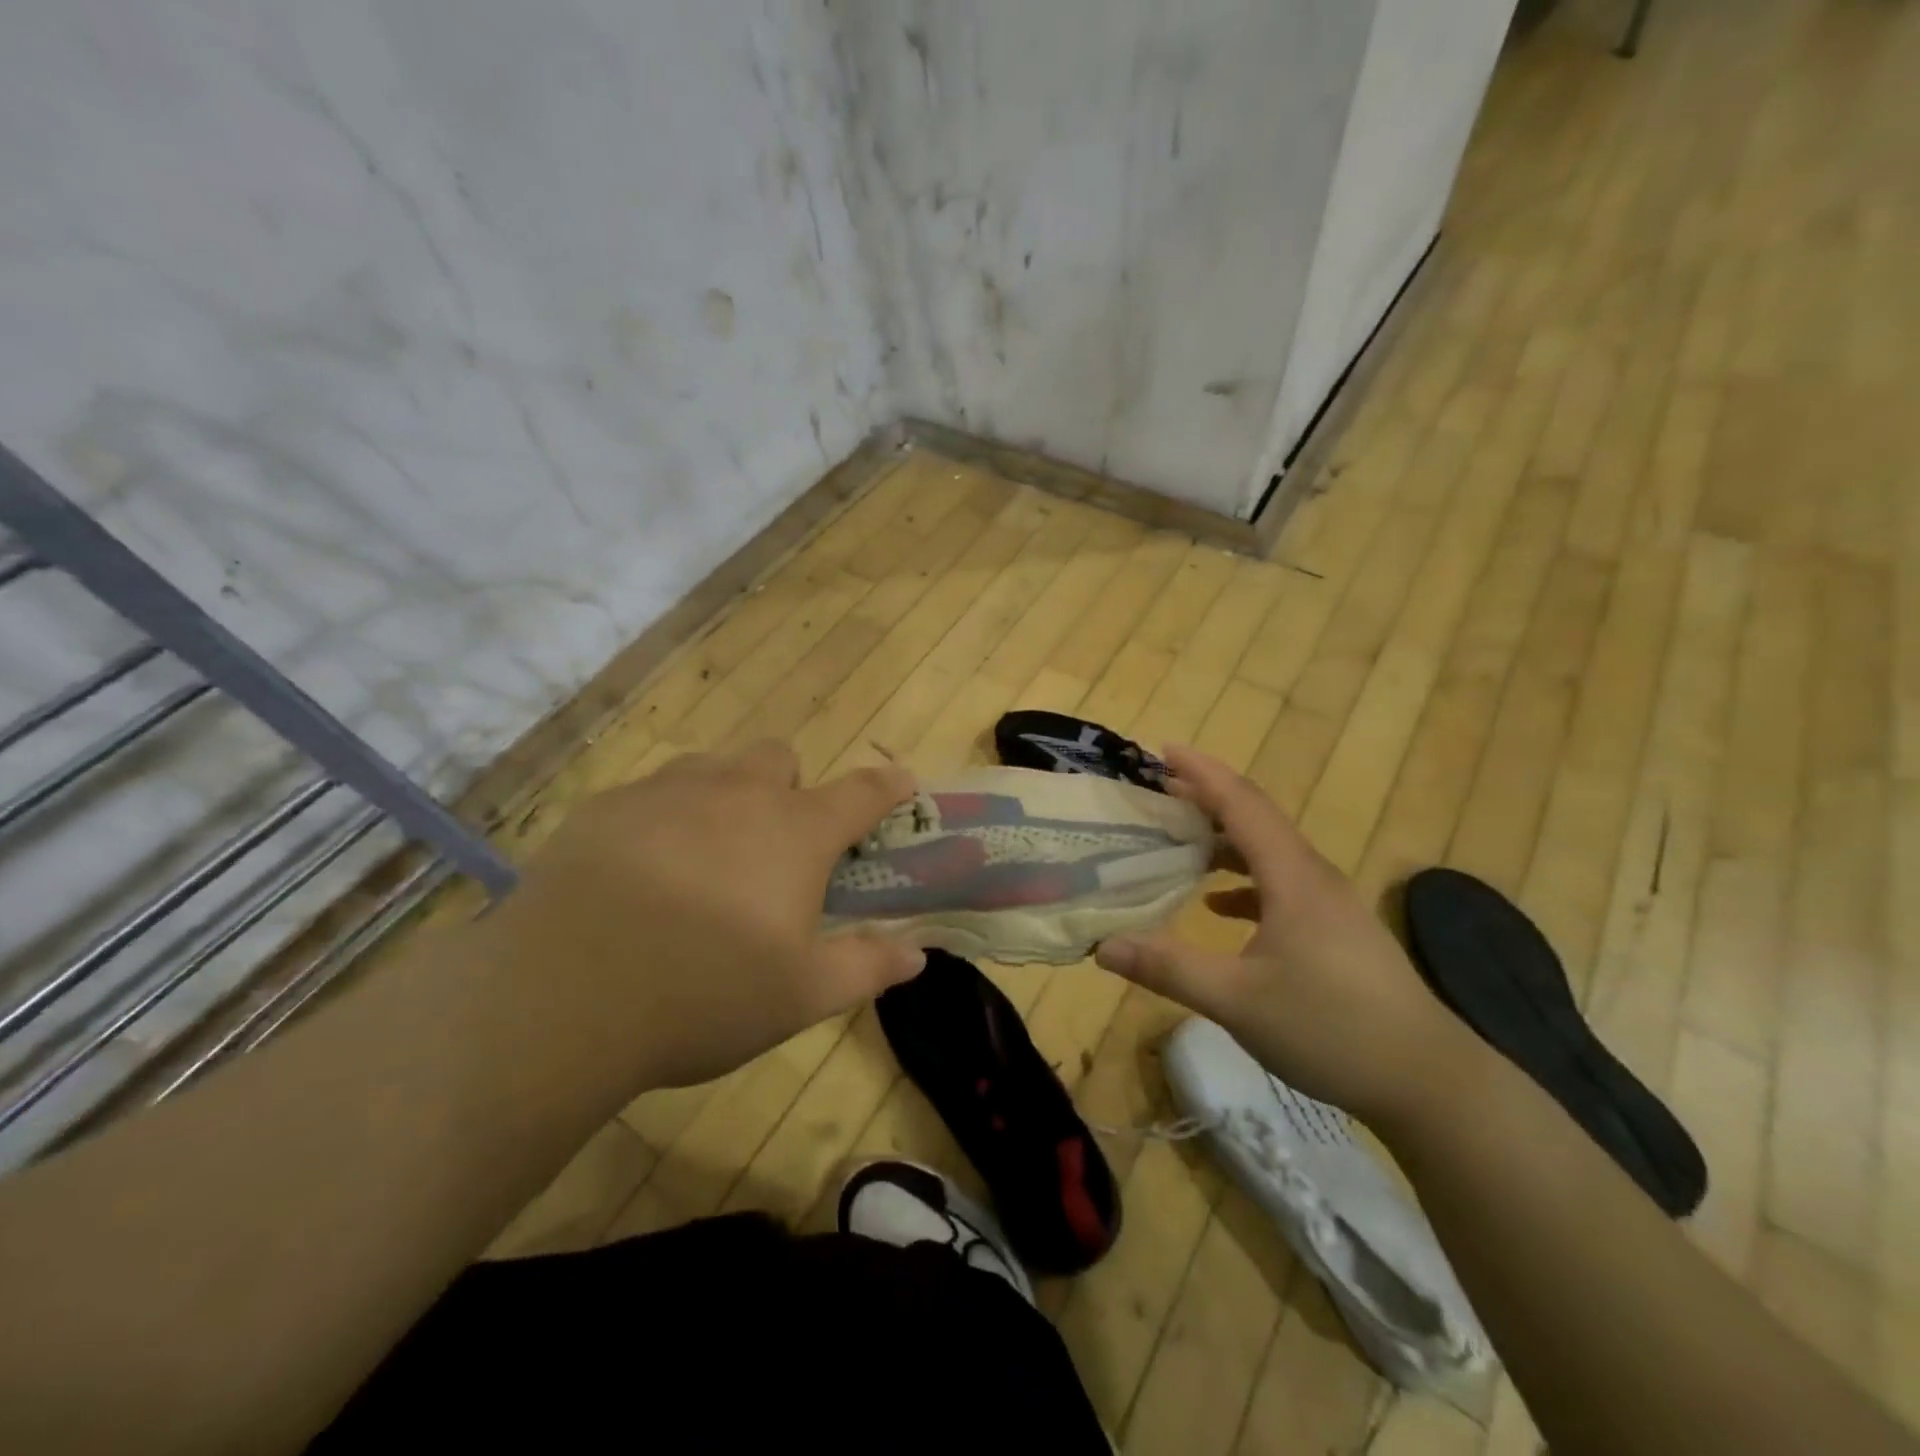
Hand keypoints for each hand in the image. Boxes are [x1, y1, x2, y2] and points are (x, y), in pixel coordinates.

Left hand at [475, 741, 925, 1090]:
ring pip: (714, 766)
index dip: (888, 786)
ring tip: (708, 855)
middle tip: (775, 848)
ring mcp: (668, 791)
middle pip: (780, 758)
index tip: (902, 783)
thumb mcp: (800, 996)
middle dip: (789, 788)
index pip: (861, 793)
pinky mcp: (607, 806)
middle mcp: (738, 793)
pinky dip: (665, 817)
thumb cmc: (703, 994)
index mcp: (796, 832)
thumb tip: (918, 955)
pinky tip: (641, 871)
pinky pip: (652, 791)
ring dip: (728, 794)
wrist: (561, 998)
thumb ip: (867, 967)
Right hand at [1093, 745, 1468, 1126]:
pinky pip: (1281, 884)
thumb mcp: (1237, 1000)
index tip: (1162, 749)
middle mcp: (1312, 876)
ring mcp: (1329, 903)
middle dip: (1206, 798)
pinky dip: (1244, 880)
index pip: (1240, 804)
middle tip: (1157, 791)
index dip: (1201, 773)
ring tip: (1179, 838)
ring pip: (1268, 851)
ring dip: (1223, 838)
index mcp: (1291, 877)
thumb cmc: (1331, 1028)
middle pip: (1255, 818)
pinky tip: (1220, 906)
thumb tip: (1102, 946)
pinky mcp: (1336, 930)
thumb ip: (1167, 968)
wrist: (1428, 1080)